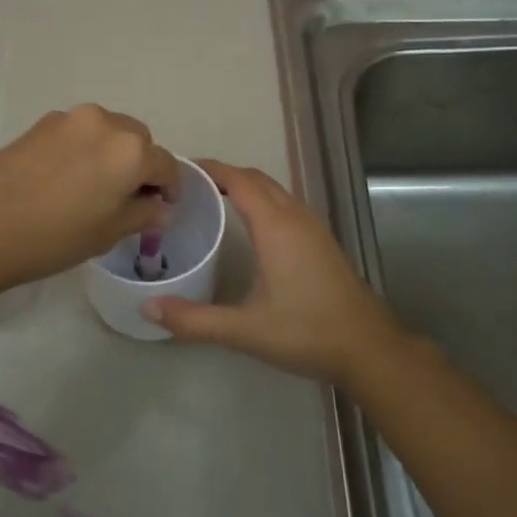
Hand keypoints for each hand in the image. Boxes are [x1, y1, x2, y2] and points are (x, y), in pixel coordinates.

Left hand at [0, 105, 178, 293]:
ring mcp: (69, 119)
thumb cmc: (53, 237)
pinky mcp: (41, 124)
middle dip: (141, 165)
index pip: (165, 164)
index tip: (163, 207)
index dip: (170, 188)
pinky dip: (84, 149)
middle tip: (128, 198)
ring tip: (96, 187)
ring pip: (107, 131)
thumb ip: (142, 214)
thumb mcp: (107, 233)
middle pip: (138, 140)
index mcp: (130, 150)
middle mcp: (105, 123)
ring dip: (113, 153)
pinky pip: (78, 133)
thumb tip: (159, 208)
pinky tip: (66, 178)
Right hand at [142, 160, 416, 384]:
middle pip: (258, 179)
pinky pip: (287, 205)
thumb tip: (148, 308)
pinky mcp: (323, 242)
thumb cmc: (307, 332)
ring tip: (214, 199)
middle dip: (225, 174)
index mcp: (276, 228)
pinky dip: (264, 201)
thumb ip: (194, 320)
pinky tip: (251, 227)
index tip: (180, 169)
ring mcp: (314, 228)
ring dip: (246, 186)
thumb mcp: (245, 330)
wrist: (368, 347)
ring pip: (276, 191)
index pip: (239, 180)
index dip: (210, 169)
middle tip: (190, 186)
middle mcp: (296, 218)